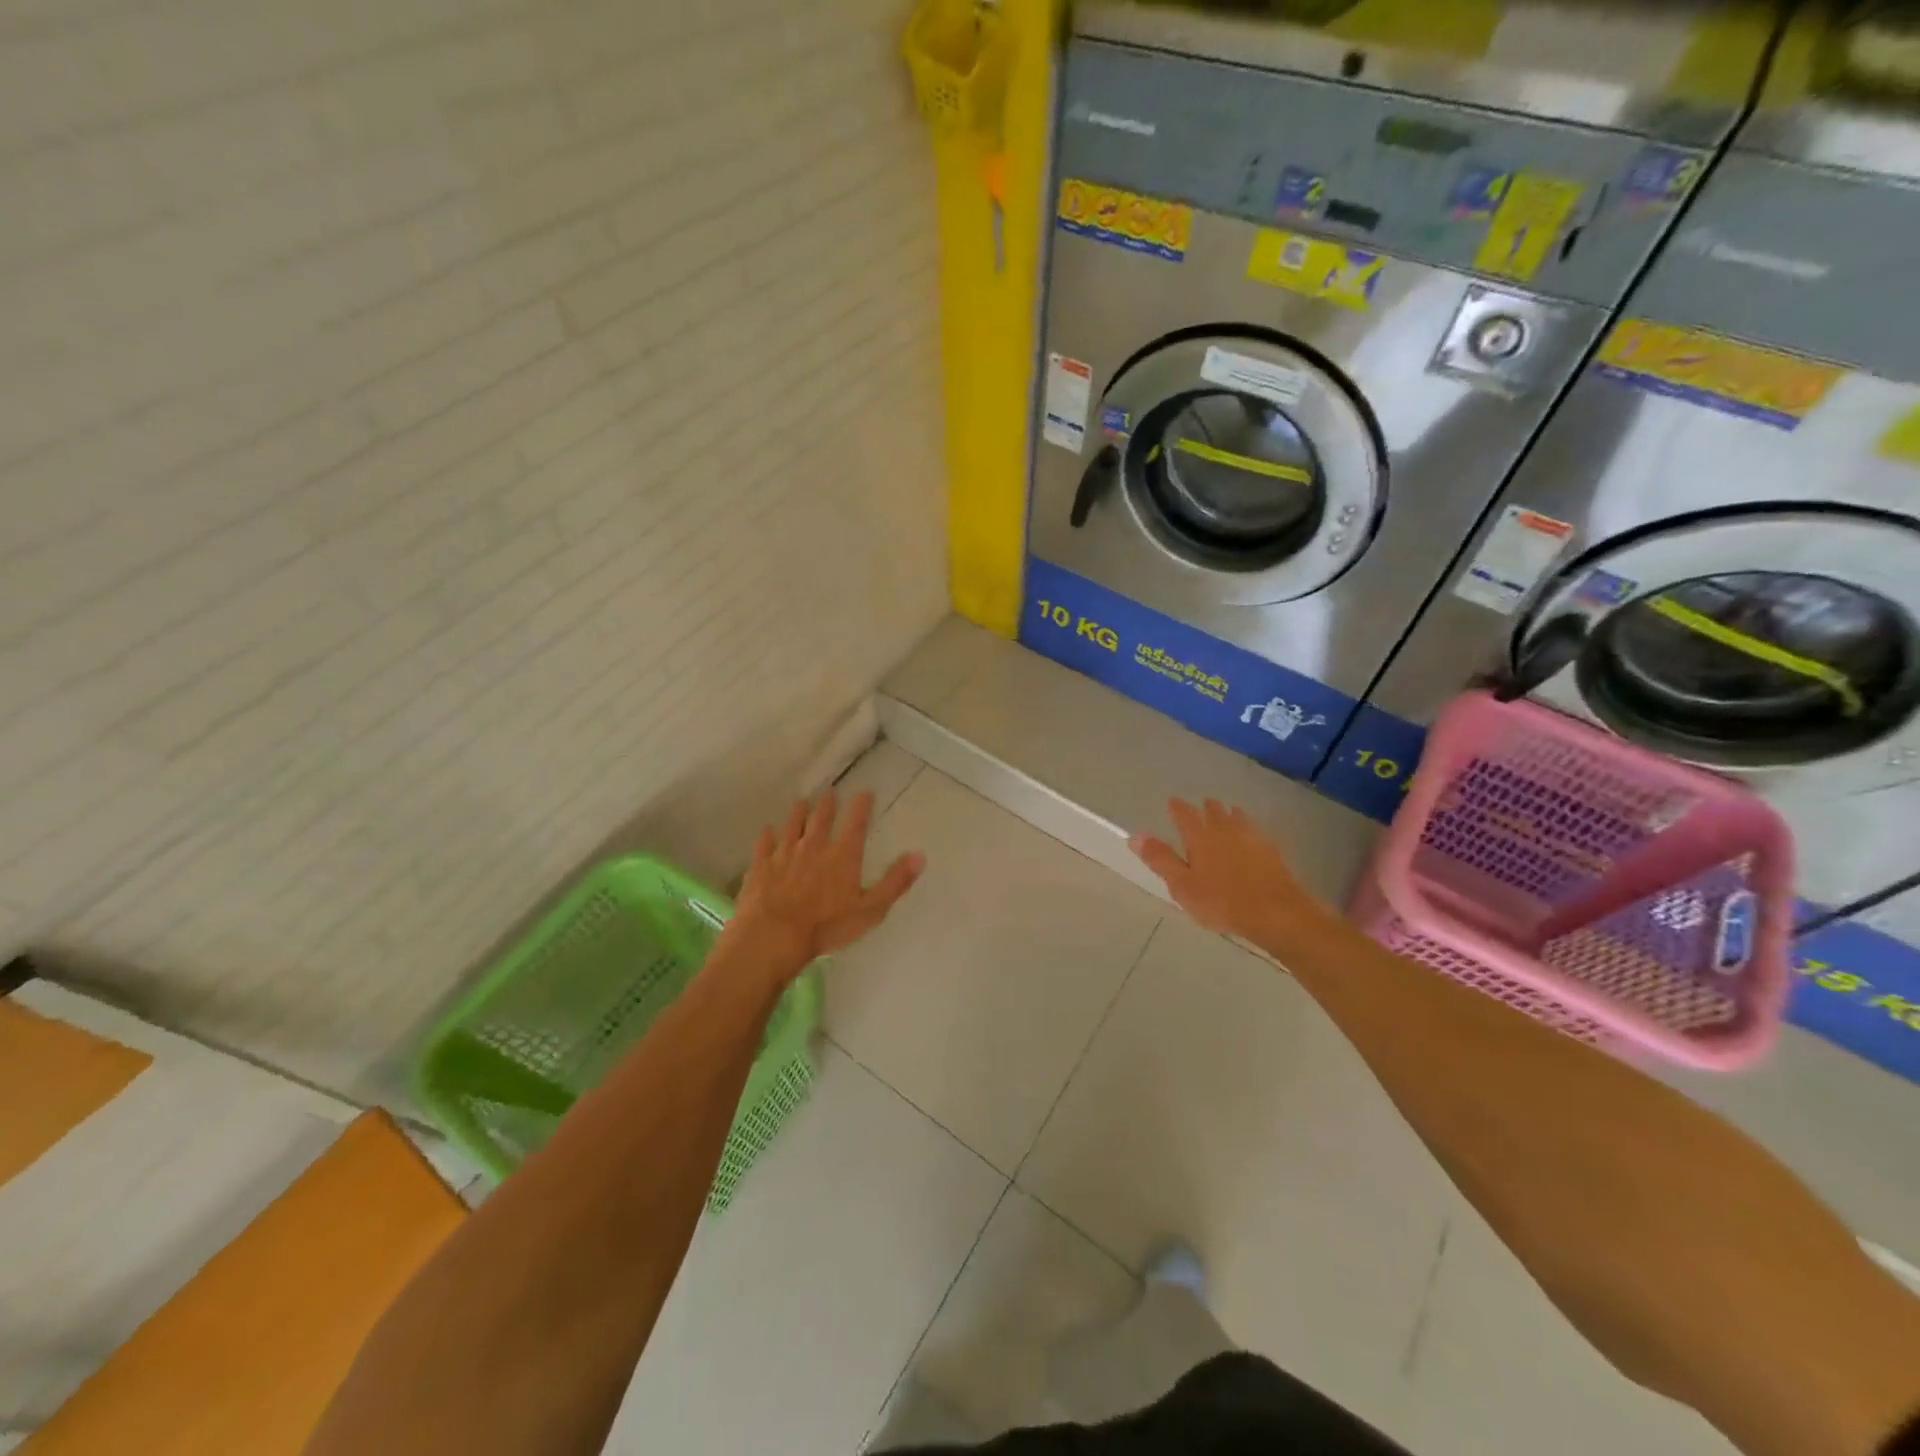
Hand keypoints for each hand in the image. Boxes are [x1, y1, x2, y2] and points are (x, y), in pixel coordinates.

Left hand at [720, 789, 924, 980]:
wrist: (773, 936)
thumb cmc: (827, 926)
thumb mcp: (871, 909)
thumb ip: (895, 881)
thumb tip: (920, 855)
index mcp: (843, 856)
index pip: (856, 824)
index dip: (861, 806)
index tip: (865, 791)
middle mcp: (814, 847)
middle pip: (821, 820)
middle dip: (827, 804)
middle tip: (829, 791)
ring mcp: (784, 855)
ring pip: (792, 826)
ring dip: (798, 813)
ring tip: (801, 801)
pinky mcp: (760, 867)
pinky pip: (764, 845)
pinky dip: (767, 835)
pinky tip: (767, 830)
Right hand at [1130, 797, 1331, 950]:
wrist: (1276, 912)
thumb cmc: (1221, 901)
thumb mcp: (1182, 885)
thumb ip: (1160, 859)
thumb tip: (1135, 835)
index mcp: (1200, 836)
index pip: (1185, 814)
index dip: (1177, 808)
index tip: (1172, 802)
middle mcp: (1226, 830)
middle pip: (1214, 811)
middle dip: (1206, 807)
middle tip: (1201, 805)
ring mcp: (1252, 838)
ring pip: (1237, 818)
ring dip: (1229, 813)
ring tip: (1227, 812)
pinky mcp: (1272, 851)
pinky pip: (1256, 831)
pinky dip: (1249, 828)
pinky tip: (1252, 835)